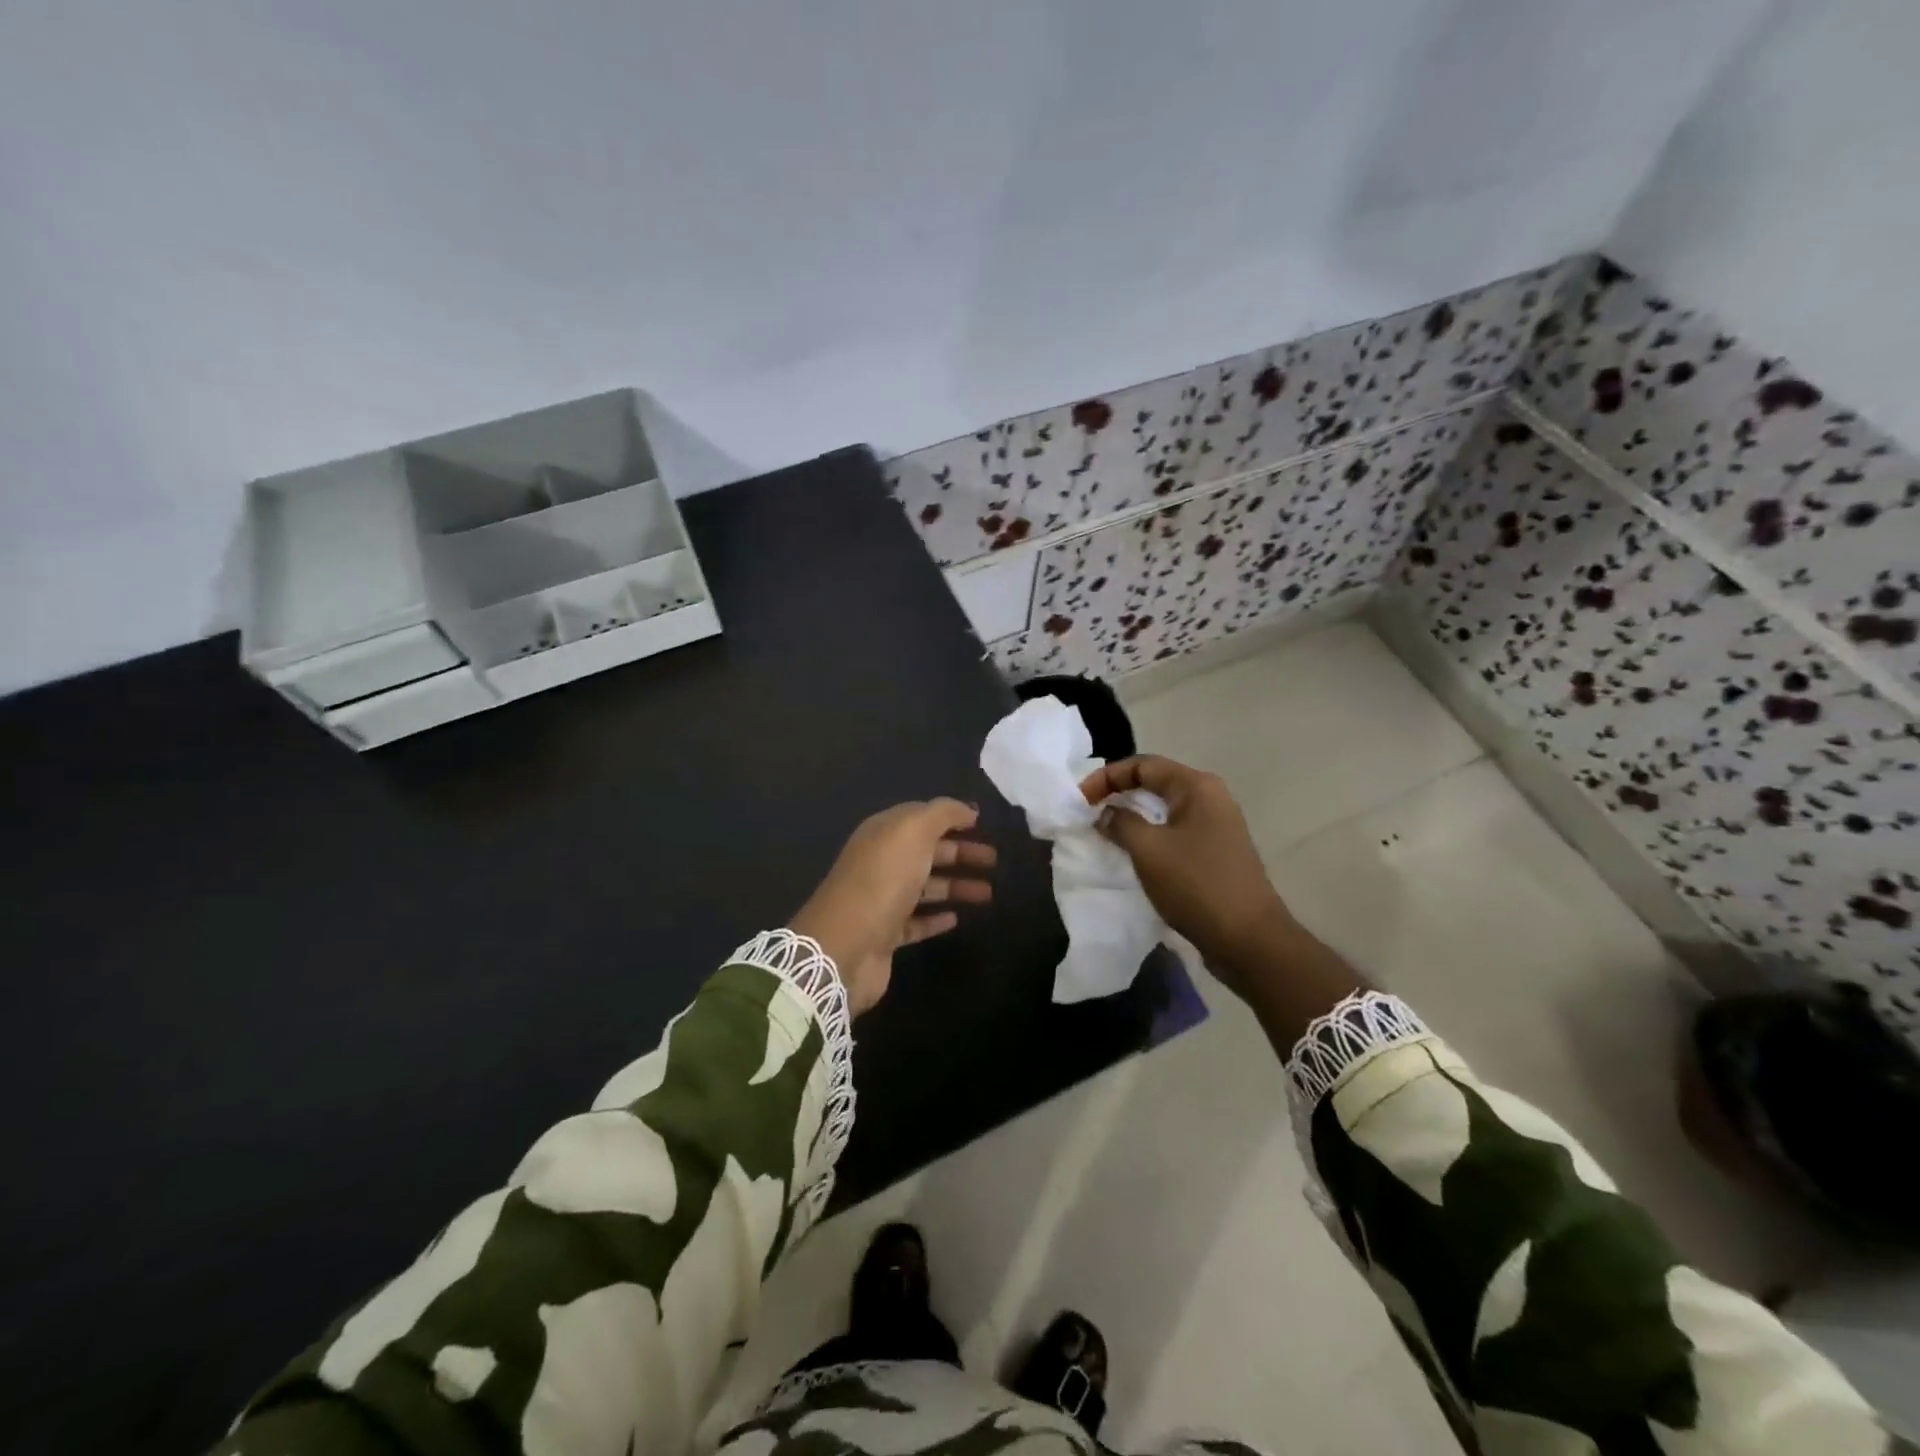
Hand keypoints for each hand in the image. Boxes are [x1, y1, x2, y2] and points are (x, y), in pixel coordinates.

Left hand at [791, 800, 995, 1014]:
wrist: (845, 944)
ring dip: (956, 886)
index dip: (951, 819)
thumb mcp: (913, 831)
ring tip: (989, 893)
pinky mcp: (885, 935)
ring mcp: (882, 900)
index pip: (921, 818)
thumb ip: (942, 814)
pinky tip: (957, 918)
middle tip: (994, 861)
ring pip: (925, 887)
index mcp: (883, 833)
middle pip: (927, 852)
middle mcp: (880, 862)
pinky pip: (916, 922)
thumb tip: (966, 809)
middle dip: (961, 853)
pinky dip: (936, 918)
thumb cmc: (883, 879)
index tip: (983, 826)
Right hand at [1078, 756, 1287, 994]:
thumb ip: (1121, 823)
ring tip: (1104, 834)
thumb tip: (1106, 813)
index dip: (1107, 777)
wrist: (1249, 940)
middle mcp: (1210, 799)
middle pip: (1155, 783)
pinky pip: (1174, 834)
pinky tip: (1132, 855)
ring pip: (1164, 811)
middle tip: (1088, 813)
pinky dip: (1149, 837)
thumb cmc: (1197, 885)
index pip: (1143, 765)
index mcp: (1197, 787)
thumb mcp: (1149, 850)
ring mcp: (1216, 827)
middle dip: (1119, 794)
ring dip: (1132, 818)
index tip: (1080, 800)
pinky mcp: (1215, 854)